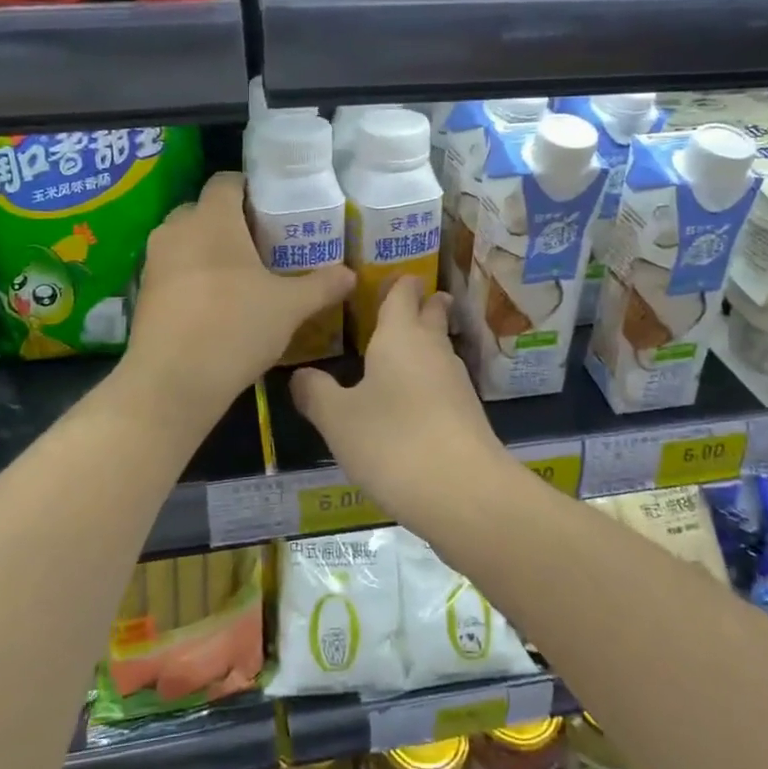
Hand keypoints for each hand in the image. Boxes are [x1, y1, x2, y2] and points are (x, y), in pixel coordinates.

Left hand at [127, 171, 354, 418]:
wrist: (172, 381)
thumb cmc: (235, 327)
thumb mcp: (290, 307)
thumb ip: (322, 285)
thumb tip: (350, 275)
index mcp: (212, 219)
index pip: (227, 181)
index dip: (251, 189)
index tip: (274, 210)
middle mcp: (177, 229)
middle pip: (205, 210)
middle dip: (231, 222)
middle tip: (263, 245)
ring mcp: (154, 261)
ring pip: (186, 241)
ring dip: (210, 250)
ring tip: (241, 276)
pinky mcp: (142, 292)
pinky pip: (173, 269)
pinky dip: (192, 276)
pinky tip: (215, 304)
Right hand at [290, 277, 500, 523]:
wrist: (463, 492)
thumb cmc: (392, 441)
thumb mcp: (337, 419)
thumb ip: (315, 393)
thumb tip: (300, 375)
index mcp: (400, 336)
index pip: (403, 293)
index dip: (399, 283)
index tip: (393, 276)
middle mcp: (432, 349)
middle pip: (432, 315)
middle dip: (423, 304)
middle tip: (408, 301)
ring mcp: (456, 381)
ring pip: (440, 349)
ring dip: (426, 343)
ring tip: (402, 349)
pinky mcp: (467, 414)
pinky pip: (443, 382)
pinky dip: (429, 379)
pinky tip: (413, 398)